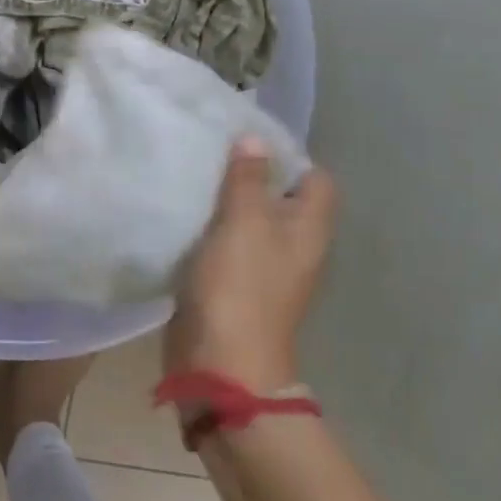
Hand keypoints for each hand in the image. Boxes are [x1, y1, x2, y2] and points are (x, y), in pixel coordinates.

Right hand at [164, 142, 336, 393]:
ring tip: (195, 174)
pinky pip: (227, 243)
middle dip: (250, 174)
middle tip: (214, 150)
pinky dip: (211, 227)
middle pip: (280, 197)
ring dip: (227, 200)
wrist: (220, 361)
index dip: (288, 156)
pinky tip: (185, 212)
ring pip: (250, 220)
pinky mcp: (235, 283)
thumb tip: (255, 139)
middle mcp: (294, 246)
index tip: (247, 140)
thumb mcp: (243, 221)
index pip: (315, 179)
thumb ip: (248, 179)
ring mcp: (265, 267)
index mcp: (308, 230)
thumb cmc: (240, 285)